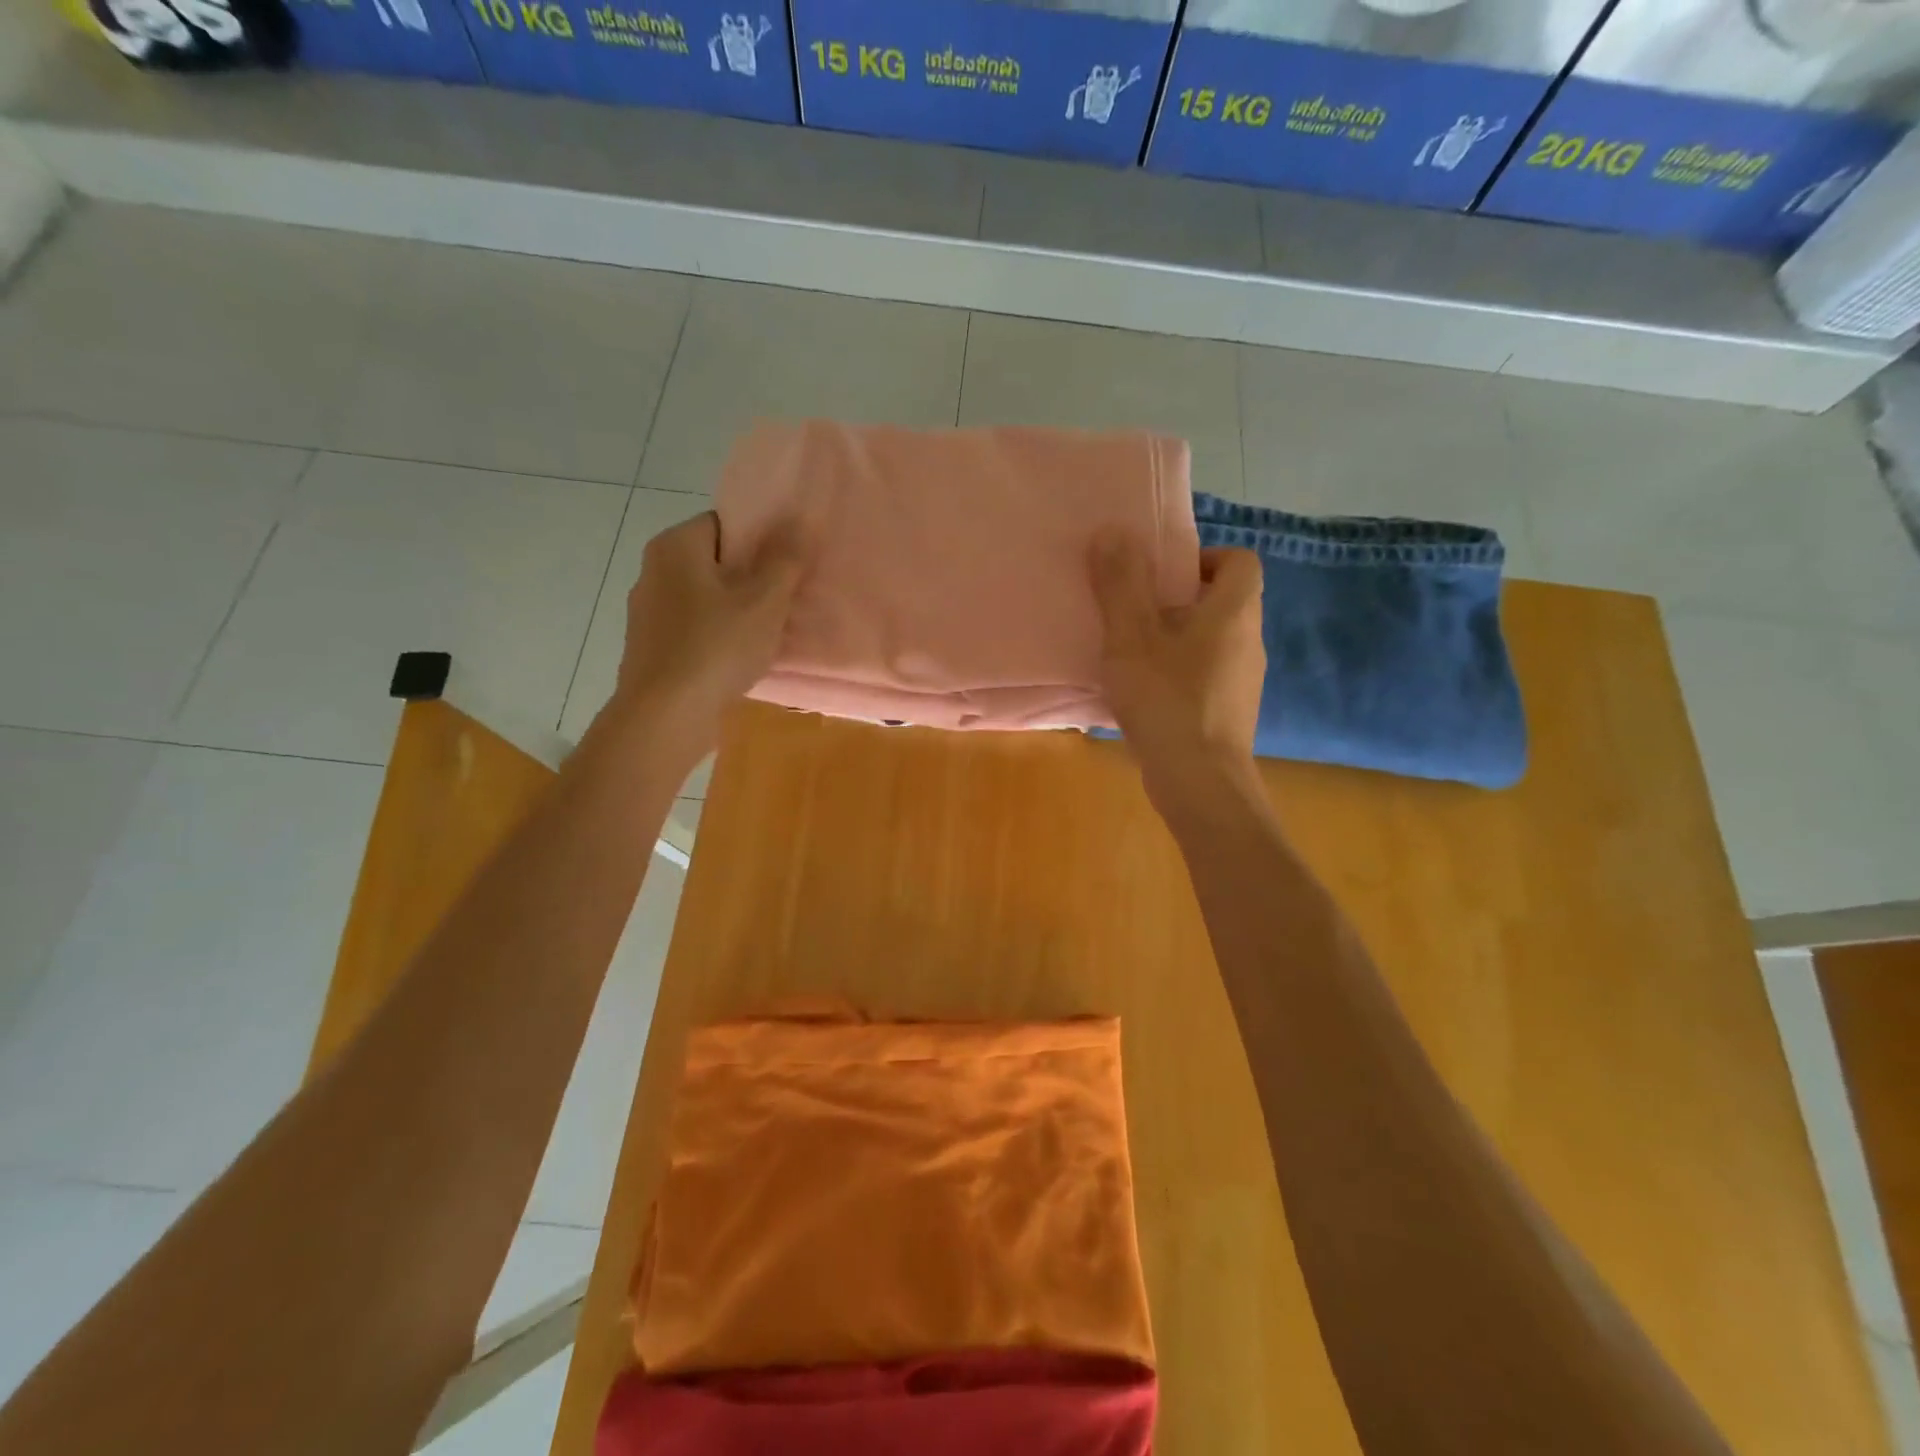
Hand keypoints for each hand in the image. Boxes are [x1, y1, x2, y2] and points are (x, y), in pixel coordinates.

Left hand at [606, 511, 807, 762]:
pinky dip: (719, 639)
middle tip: (789, 600)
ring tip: (772, 632)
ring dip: (738, 613)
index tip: (789, 566)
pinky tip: (743, 660)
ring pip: (706, 600)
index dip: (762, 541)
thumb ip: (784, 560)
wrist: (665, 717)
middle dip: (753, 579)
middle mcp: (654, 571)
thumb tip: (800, 519)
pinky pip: (696, 631)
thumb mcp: (764, 601)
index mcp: (675, 546)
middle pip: (716, 563)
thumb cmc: (716, 648)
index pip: (726, 524)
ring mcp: (649, 613)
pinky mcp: (652, 649)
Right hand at [1090, 529, 1266, 808]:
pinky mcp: (1232, 712)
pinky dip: (1181, 673)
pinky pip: (1208, 675)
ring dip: (1177, 639)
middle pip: (1222, 601)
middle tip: (1134, 613)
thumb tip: (1112, 531)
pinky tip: (1146, 693)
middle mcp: (1249, 640)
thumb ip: (1120, 585)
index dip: (1202, 558)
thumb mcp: (1131, 638)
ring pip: (1213, 641)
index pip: (1238, 561)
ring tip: (1133, 654)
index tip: (1160, 576)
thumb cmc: (1167, 700)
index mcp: (1234, 611)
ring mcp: (1244, 680)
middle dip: (1178, 600)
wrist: (1200, 782)